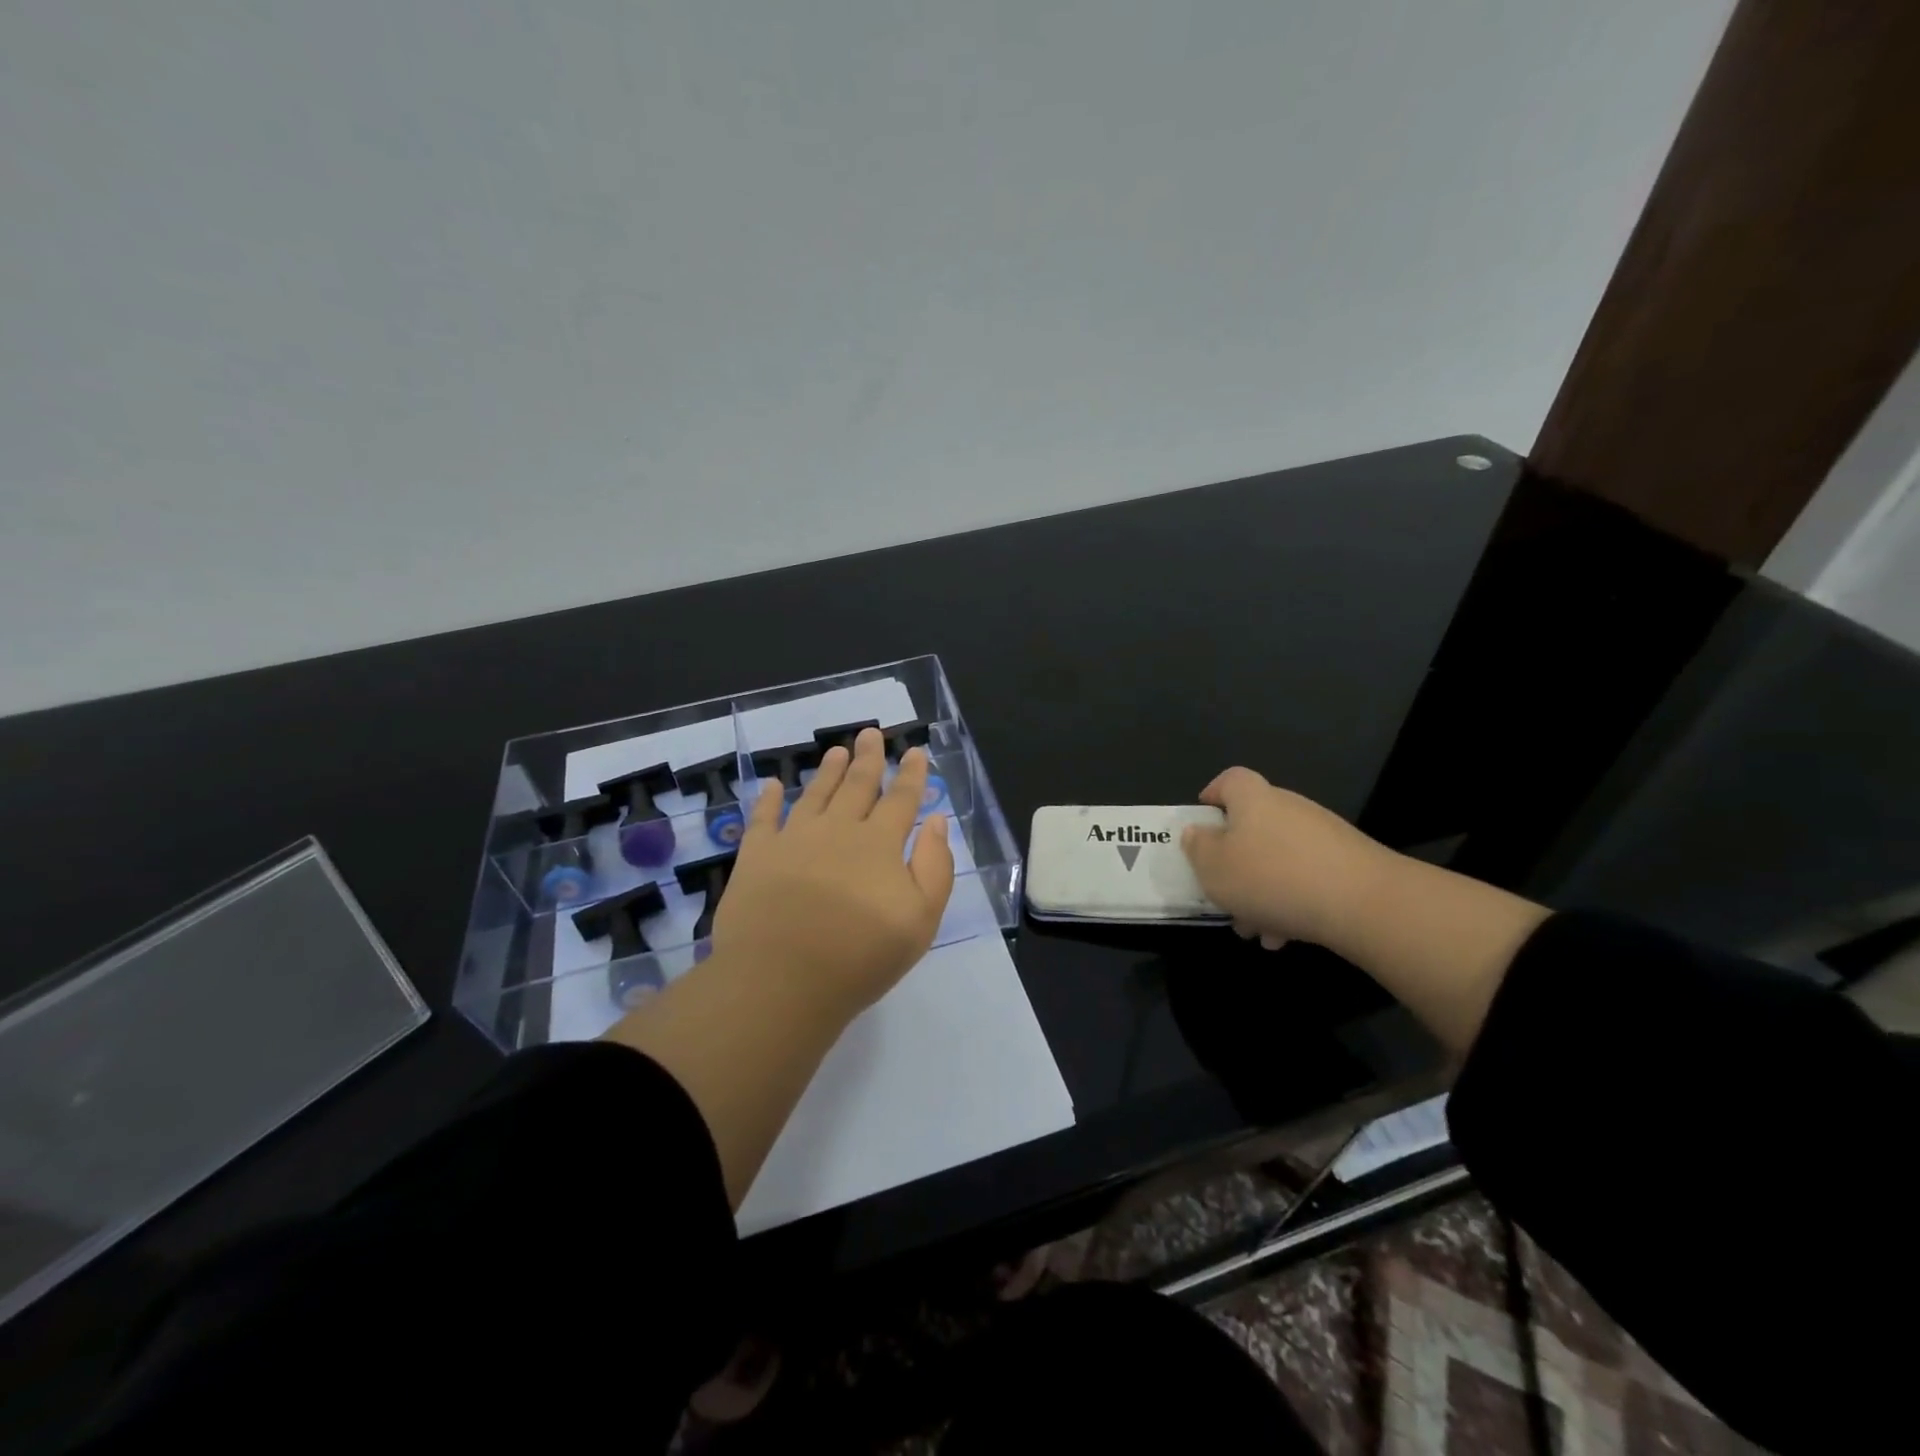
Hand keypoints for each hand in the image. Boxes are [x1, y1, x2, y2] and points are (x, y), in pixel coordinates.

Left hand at [712, 727, 954, 1013]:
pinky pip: (763, 818)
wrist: (782, 980)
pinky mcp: (757, 855)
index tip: (915, 751)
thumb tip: (935, 820)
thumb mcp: (920, 920)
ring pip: (815, 794)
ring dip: (828, 770)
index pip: (901, 799)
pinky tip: (772, 785)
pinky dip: (768, 799)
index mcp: (879, 844)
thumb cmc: (860, 956)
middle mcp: (837, 830)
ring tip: (837, 750)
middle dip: (869, 758)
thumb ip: (934, 866)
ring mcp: (794, 839)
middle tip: (871, 733)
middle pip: (857, 785)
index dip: (911, 774)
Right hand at [1180, 767, 1393, 949]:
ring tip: (1255, 928)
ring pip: (1279, 858)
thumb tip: (1197, 832)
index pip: (1230, 779)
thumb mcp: (1214, 867)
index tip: (1202, 820)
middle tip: (1224, 895)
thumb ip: (1198, 847)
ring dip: (1262, 890)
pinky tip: (1286, 935)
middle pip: (1254, 825)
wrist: (1363, 903)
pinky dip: (1292, 901)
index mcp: (1254, 799)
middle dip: (1236, 862)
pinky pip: (1307, 877)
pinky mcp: (1350, 863)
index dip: (1213, 794)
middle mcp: (1289, 808)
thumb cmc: (1271, 877)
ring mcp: (1323, 835)